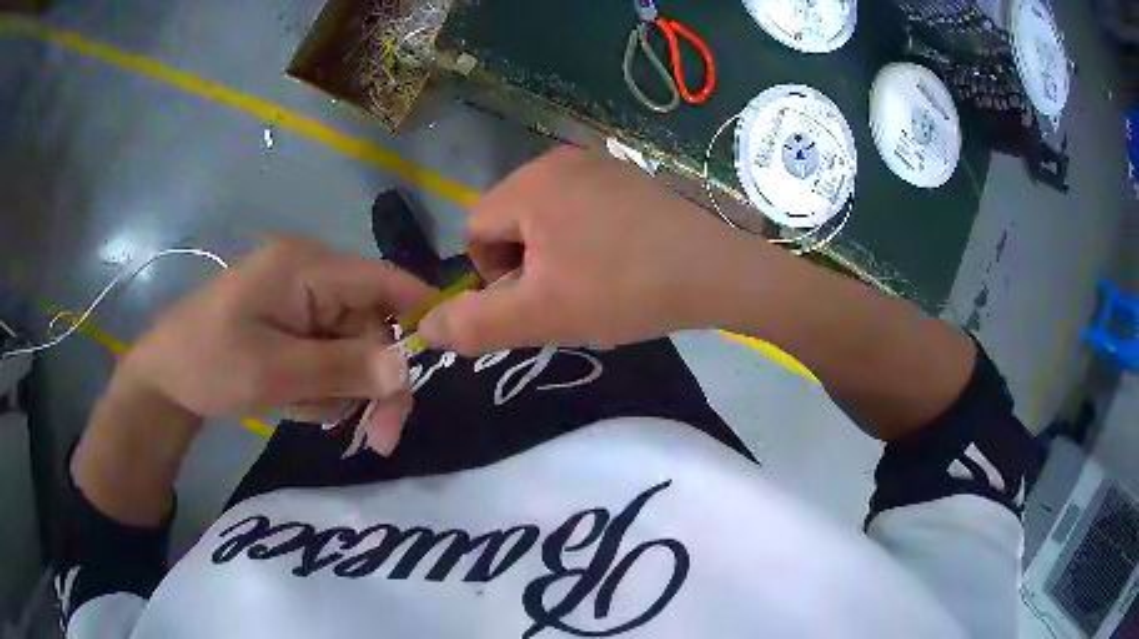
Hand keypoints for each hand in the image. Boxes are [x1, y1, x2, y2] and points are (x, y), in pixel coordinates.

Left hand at [118, 239, 433, 434]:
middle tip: (379, 438)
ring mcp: (300, 301)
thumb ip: (344, 368)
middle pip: (372, 326)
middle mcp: (311, 275)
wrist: (164, 379)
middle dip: (376, 381)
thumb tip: (408, 367)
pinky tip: (295, 400)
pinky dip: (322, 386)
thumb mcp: (276, 373)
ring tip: (304, 409)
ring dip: (342, 389)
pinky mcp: (292, 324)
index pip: (385, 280)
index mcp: (307, 267)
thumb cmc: (210, 365)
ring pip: (353, 348)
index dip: (421, 315)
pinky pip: (329, 356)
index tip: (442, 364)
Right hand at [420, 147, 742, 353]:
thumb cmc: (623, 290)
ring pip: (546, 216)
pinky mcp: (629, 177)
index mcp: (529, 184)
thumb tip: (425, 327)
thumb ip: (474, 323)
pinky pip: (583, 208)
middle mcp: (559, 161)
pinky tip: (619, 264)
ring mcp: (599, 164)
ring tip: (594, 284)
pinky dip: (585, 239)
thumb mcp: (540, 315)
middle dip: (523, 264)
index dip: (491, 274)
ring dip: (554, 254)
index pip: (474, 228)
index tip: (532, 301)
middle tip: (564, 297)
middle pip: (509, 219)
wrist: (716, 271)